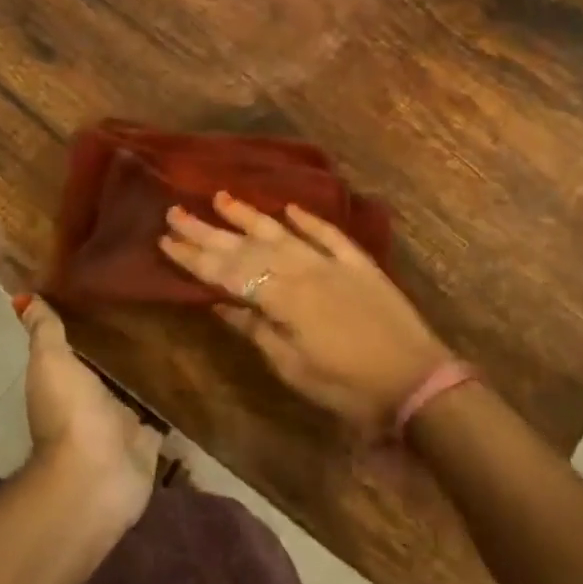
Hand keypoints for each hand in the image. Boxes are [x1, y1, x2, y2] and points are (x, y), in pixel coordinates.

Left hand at [15, 295, 160, 530]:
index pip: (81, 342)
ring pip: (139, 387)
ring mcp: (122, 421)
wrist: (96, 477)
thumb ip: (45, 331)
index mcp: (67, 379)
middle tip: (158, 302)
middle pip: (113, 364)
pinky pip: (164, 412)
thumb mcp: (52, 363)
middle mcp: (93, 398)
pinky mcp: (149, 439)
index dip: (92, 318)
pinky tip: (195, 372)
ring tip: (182, 328)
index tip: (115, 286)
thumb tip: (24, 297)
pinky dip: (176, 398)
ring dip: (153, 369)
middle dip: (129, 341)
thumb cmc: (70, 414)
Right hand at [159, 193, 451, 435]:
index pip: (229, 273)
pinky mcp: (360, 264)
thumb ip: (257, 331)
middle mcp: (304, 270)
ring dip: (250, 215)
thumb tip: (221, 304)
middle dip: (209, 231)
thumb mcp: (294, 368)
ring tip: (221, 196)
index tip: (165, 240)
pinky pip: (328, 234)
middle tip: (176, 211)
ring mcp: (334, 263)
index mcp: (284, 298)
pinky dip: (308, 219)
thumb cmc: (349, 387)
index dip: (195, 258)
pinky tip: (289, 208)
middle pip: (249, 247)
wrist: (417, 381)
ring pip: (283, 232)